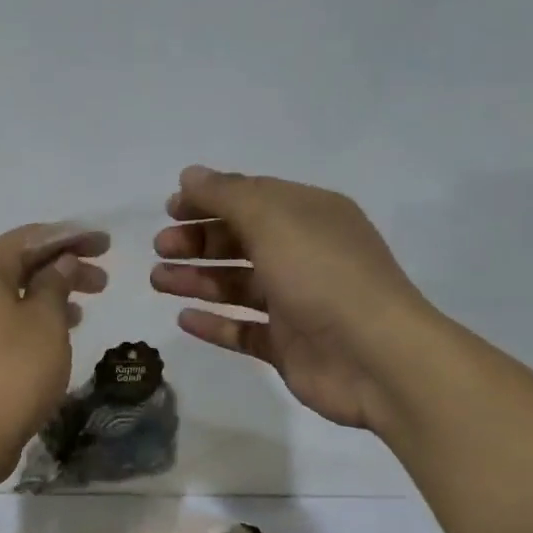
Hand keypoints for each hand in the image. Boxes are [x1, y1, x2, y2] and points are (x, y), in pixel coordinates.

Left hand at [0, 223, 109, 484]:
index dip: (72, 237)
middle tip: (103, 279)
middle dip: (62, 266)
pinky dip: (29, 318)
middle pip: (18, 264)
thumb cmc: (12, 372)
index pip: (31, 237)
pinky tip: (55, 333)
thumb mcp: (46, 322)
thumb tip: (60, 262)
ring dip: (48, 294)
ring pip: (9, 294)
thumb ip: (56, 284)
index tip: (106, 244)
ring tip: (85, 306)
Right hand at [150, 166, 433, 430]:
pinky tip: (183, 318)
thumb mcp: (273, 220)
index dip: (209, 200)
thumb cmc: (322, 275)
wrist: (374, 358)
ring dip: (197, 279)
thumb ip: (227, 195)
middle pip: (241, 241)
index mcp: (310, 216)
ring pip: (237, 286)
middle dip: (199, 241)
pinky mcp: (287, 345)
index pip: (252, 198)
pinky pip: (242, 330)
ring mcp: (296, 303)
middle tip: (161, 248)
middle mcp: (304, 255)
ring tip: (158, 280)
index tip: (169, 209)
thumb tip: (189, 175)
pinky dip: (214, 323)